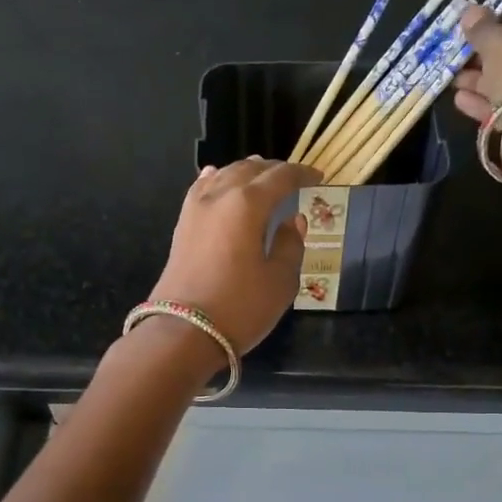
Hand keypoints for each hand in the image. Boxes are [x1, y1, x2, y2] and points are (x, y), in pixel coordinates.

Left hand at [147, 158, 319, 353]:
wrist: (183, 332)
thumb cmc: (240, 307)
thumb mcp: (280, 281)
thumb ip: (291, 245)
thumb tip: (293, 221)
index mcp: (248, 204)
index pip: (280, 177)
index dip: (302, 174)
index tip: (319, 178)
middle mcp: (219, 196)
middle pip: (250, 169)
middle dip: (274, 170)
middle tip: (294, 179)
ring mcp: (195, 209)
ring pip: (224, 175)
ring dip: (246, 172)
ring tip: (263, 178)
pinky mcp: (182, 225)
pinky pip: (202, 189)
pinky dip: (217, 180)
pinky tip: (219, 178)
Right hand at [453, 3, 501, 181]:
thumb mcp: (499, 42)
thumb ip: (483, 27)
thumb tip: (470, 12)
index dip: (501, 22)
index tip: (476, 32)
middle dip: (490, 56)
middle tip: (463, 58)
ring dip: (485, 80)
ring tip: (454, 81)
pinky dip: (490, 102)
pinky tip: (461, 101)